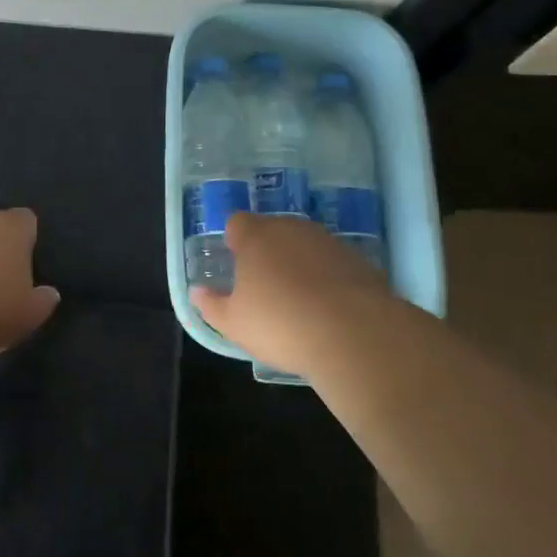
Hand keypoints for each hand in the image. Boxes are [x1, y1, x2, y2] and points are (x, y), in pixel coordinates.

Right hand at [189, 212, 383, 373]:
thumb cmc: (281, 324)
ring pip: (305, 244)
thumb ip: (211, 305)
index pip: (237, 222)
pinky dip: (329, 278)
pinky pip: (334, 263)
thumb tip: (197, 291)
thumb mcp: (234, 324)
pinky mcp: (359, 261)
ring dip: (300, 262)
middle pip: (272, 229)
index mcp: (255, 237)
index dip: (234, 240)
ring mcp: (328, 242)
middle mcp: (291, 229)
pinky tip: (330, 308)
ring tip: (299, 299)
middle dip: (267, 250)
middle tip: (265, 285)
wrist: (354, 334)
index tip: (236, 264)